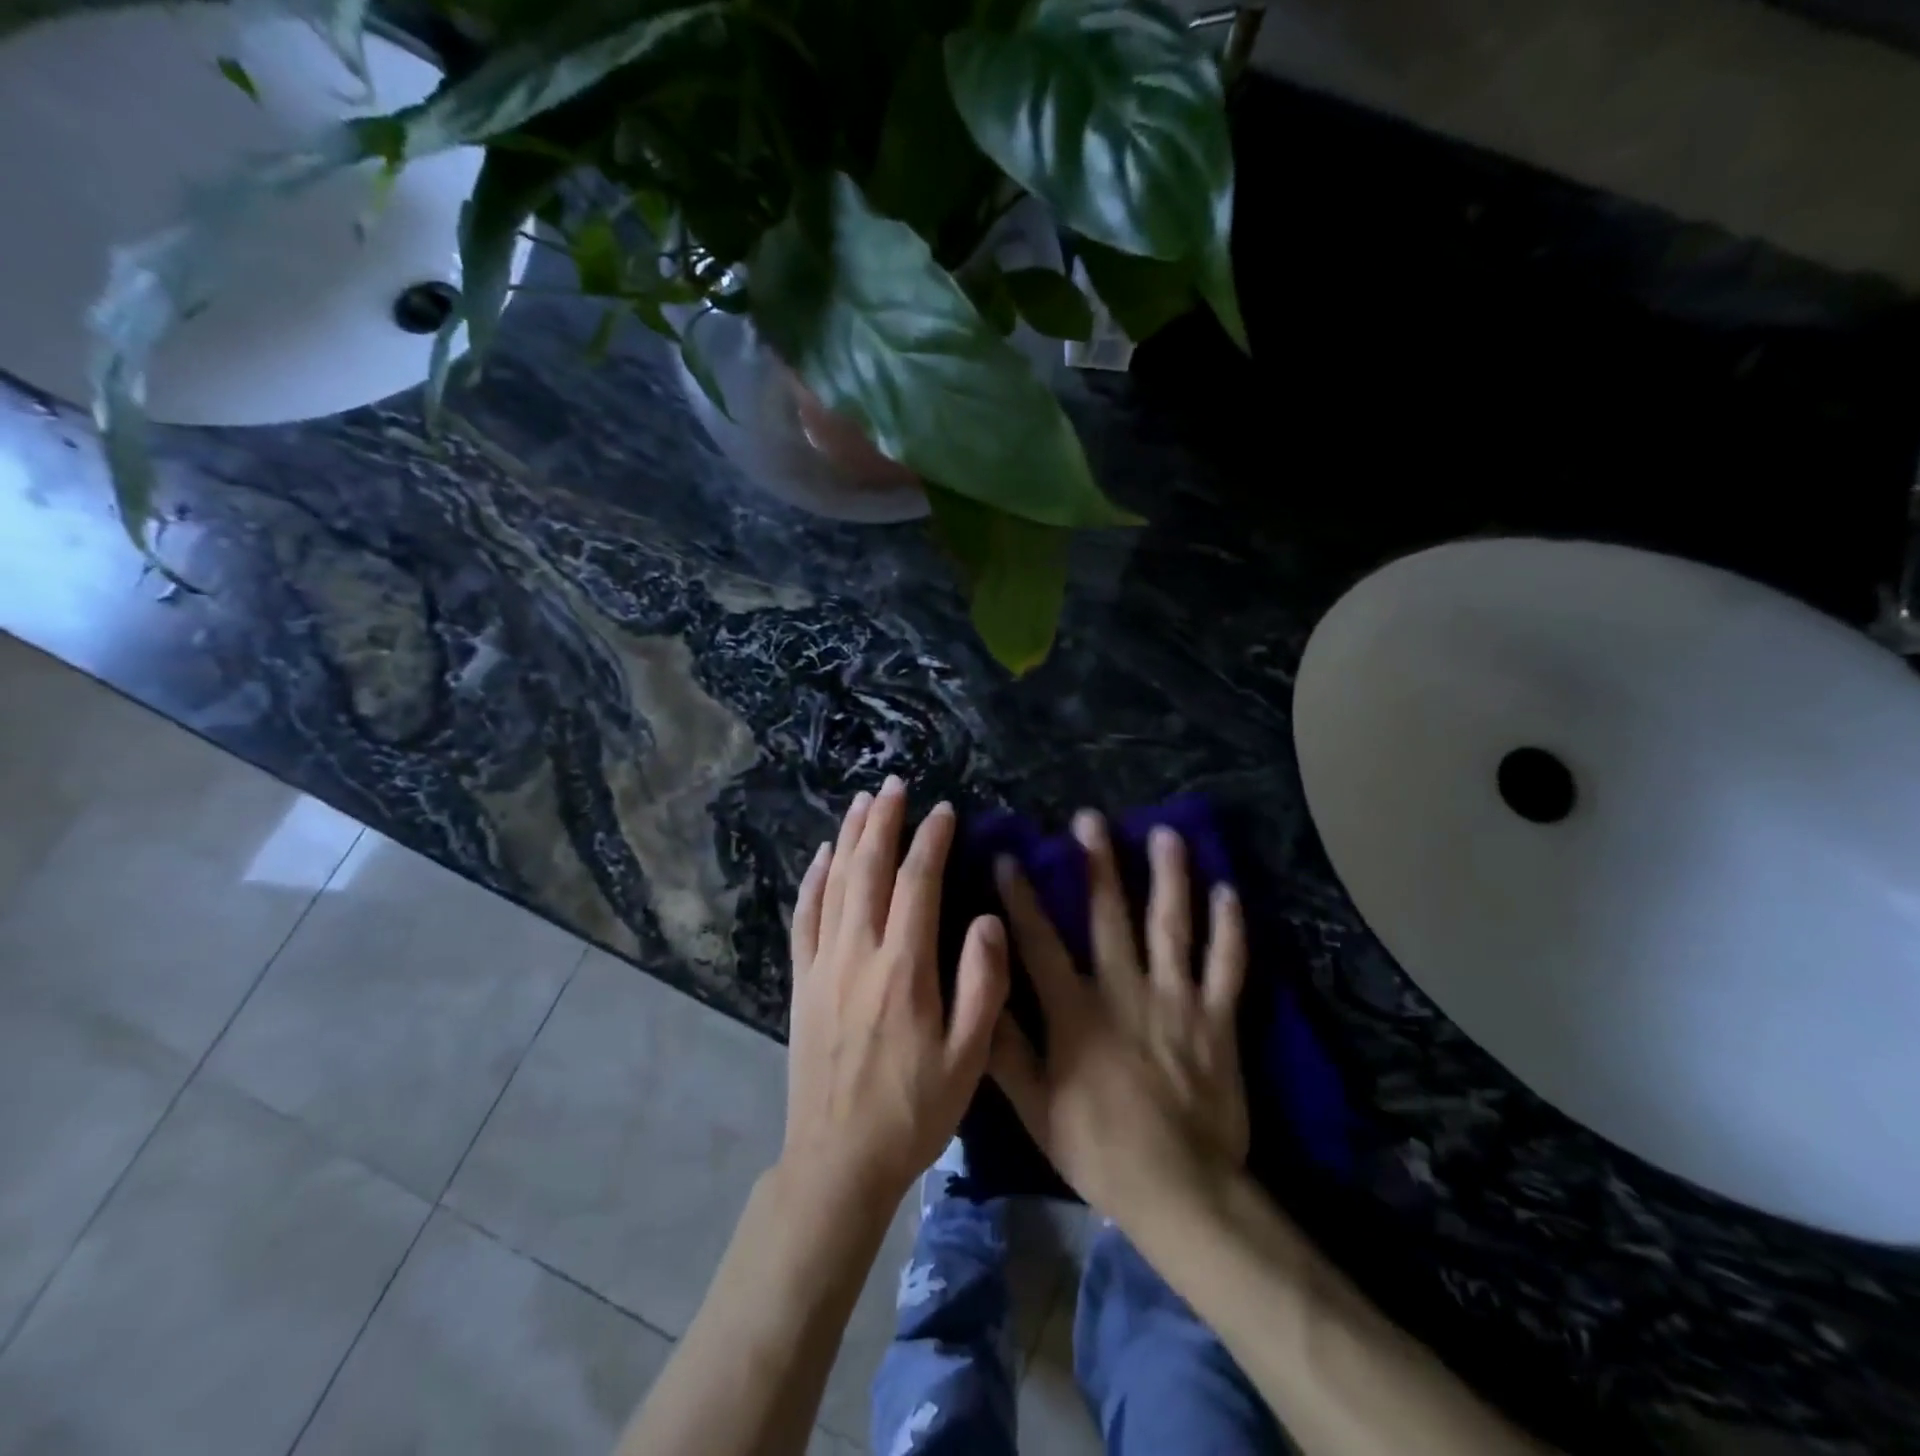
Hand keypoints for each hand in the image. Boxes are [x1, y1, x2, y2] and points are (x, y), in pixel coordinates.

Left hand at [781, 776, 1008, 1216]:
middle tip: (893, 784)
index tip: (943, 810)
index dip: (930, 841)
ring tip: (862, 802)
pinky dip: (813, 881)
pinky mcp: (802, 982)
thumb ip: (983, 984)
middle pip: (868, 869)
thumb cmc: (913, 1111)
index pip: (917, 883)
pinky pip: (805, 918)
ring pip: (835, 884)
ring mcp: (823, 965)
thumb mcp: (968, 1058)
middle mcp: (859, 953)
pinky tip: (822, 857)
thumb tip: (987, 918)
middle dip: (883, 821)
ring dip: (849, 838)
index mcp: (904, 969)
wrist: (837, 1160)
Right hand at [988, 811, 1248, 1226]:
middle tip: (1090, 819)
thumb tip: (977, 996)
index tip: (1008, 856)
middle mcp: (1125, 990)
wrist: (1180, 1189)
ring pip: (1172, 926)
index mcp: (1076, 1011)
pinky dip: (1229, 929)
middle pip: (1109, 916)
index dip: (1021, 897)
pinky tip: (1228, 892)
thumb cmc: (1098, 1148)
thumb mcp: (1035, 1108)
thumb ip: (1004, 1051)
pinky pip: (1227, 965)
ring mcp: (1176, 999)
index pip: (1040, 941)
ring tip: (1166, 834)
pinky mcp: (1216, 1017)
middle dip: (1097, 864)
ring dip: (1168, 877)